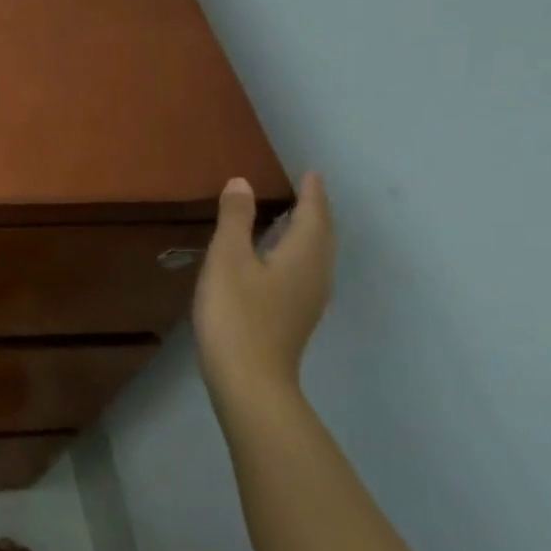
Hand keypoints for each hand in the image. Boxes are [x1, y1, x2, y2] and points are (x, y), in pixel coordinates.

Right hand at [192, 172, 334, 412]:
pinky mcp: (296, 317)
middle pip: (322, 235)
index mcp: (303, 255)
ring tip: (292, 219)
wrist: (249, 378)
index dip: (312, 192)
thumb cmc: (236, 312)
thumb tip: (243, 183)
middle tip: (304, 191)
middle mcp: (316, 274)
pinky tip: (277, 260)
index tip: (311, 173)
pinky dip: (298, 253)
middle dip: (315, 211)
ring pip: (316, 256)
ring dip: (308, 233)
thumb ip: (236, 219)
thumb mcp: (227, 258)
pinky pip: (305, 271)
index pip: (314, 214)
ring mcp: (309, 299)